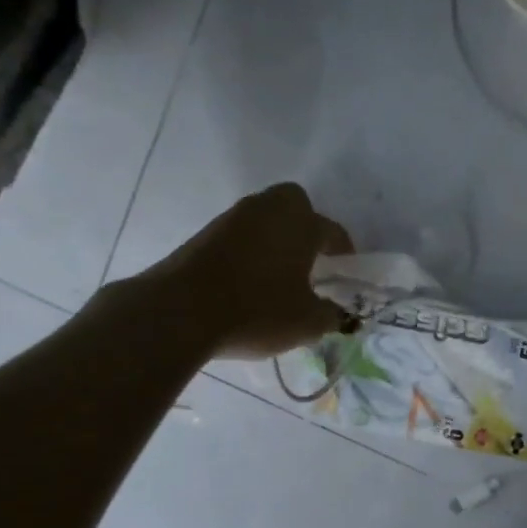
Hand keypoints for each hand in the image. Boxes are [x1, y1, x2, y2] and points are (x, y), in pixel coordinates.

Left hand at [137, 183, 354, 358]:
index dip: (344, 252)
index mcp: (300, 223)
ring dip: (276, 238)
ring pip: (265, 218)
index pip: (332, 231)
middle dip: (306, 225)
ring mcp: (232, 218)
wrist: (181, 311)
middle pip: (294, 204)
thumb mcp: (307, 323)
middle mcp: (268, 210)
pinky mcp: (205, 234)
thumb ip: (330, 316)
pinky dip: (250, 250)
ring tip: (280, 274)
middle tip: (310, 258)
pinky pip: (240, 235)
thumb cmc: (257, 311)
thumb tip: (337, 314)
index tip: (345, 272)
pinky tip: (250, 280)